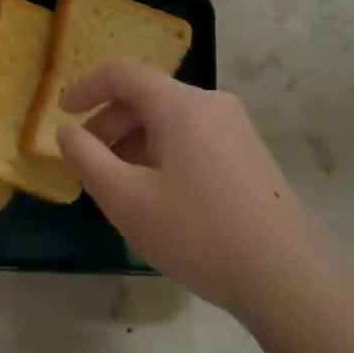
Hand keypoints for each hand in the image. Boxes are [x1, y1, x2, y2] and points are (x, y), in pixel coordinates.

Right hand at [55, 61, 327, 317]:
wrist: (290, 279)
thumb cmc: (198, 234)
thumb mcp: (125, 199)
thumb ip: (86, 158)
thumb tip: (68, 132)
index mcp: (180, 105)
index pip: (122, 73)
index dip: (86, 87)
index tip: (63, 114)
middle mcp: (211, 104)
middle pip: (147, 96)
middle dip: (110, 123)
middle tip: (90, 162)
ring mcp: (237, 129)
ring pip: (171, 120)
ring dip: (135, 141)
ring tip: (122, 186)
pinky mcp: (251, 155)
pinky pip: (194, 137)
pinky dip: (164, 152)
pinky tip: (162, 196)